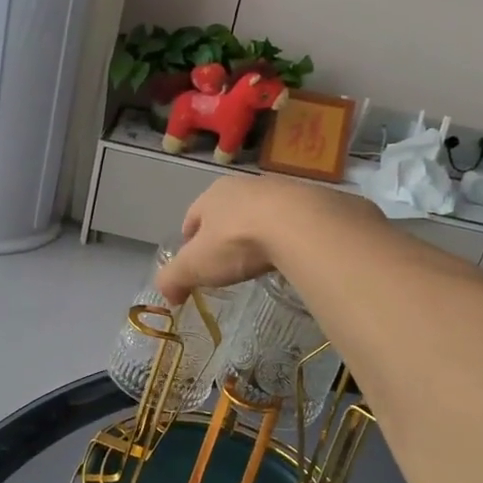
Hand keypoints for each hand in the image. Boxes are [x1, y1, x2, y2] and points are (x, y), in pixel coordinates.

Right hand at [155, 175, 380, 302]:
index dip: (190, 240)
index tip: (194, 262)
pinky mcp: (315, 201)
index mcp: (213, 195)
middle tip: (227, 263)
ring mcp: (283, 190)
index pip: (193, 217)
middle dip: (225, 235)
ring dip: (260, 233)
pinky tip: (292, 256)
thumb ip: (174, 279)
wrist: (302, 225)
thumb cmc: (238, 241)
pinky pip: (295, 222)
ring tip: (262, 260)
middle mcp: (246, 186)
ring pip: (263, 214)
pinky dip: (290, 237)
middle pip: (228, 213)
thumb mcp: (195, 266)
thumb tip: (166, 296)